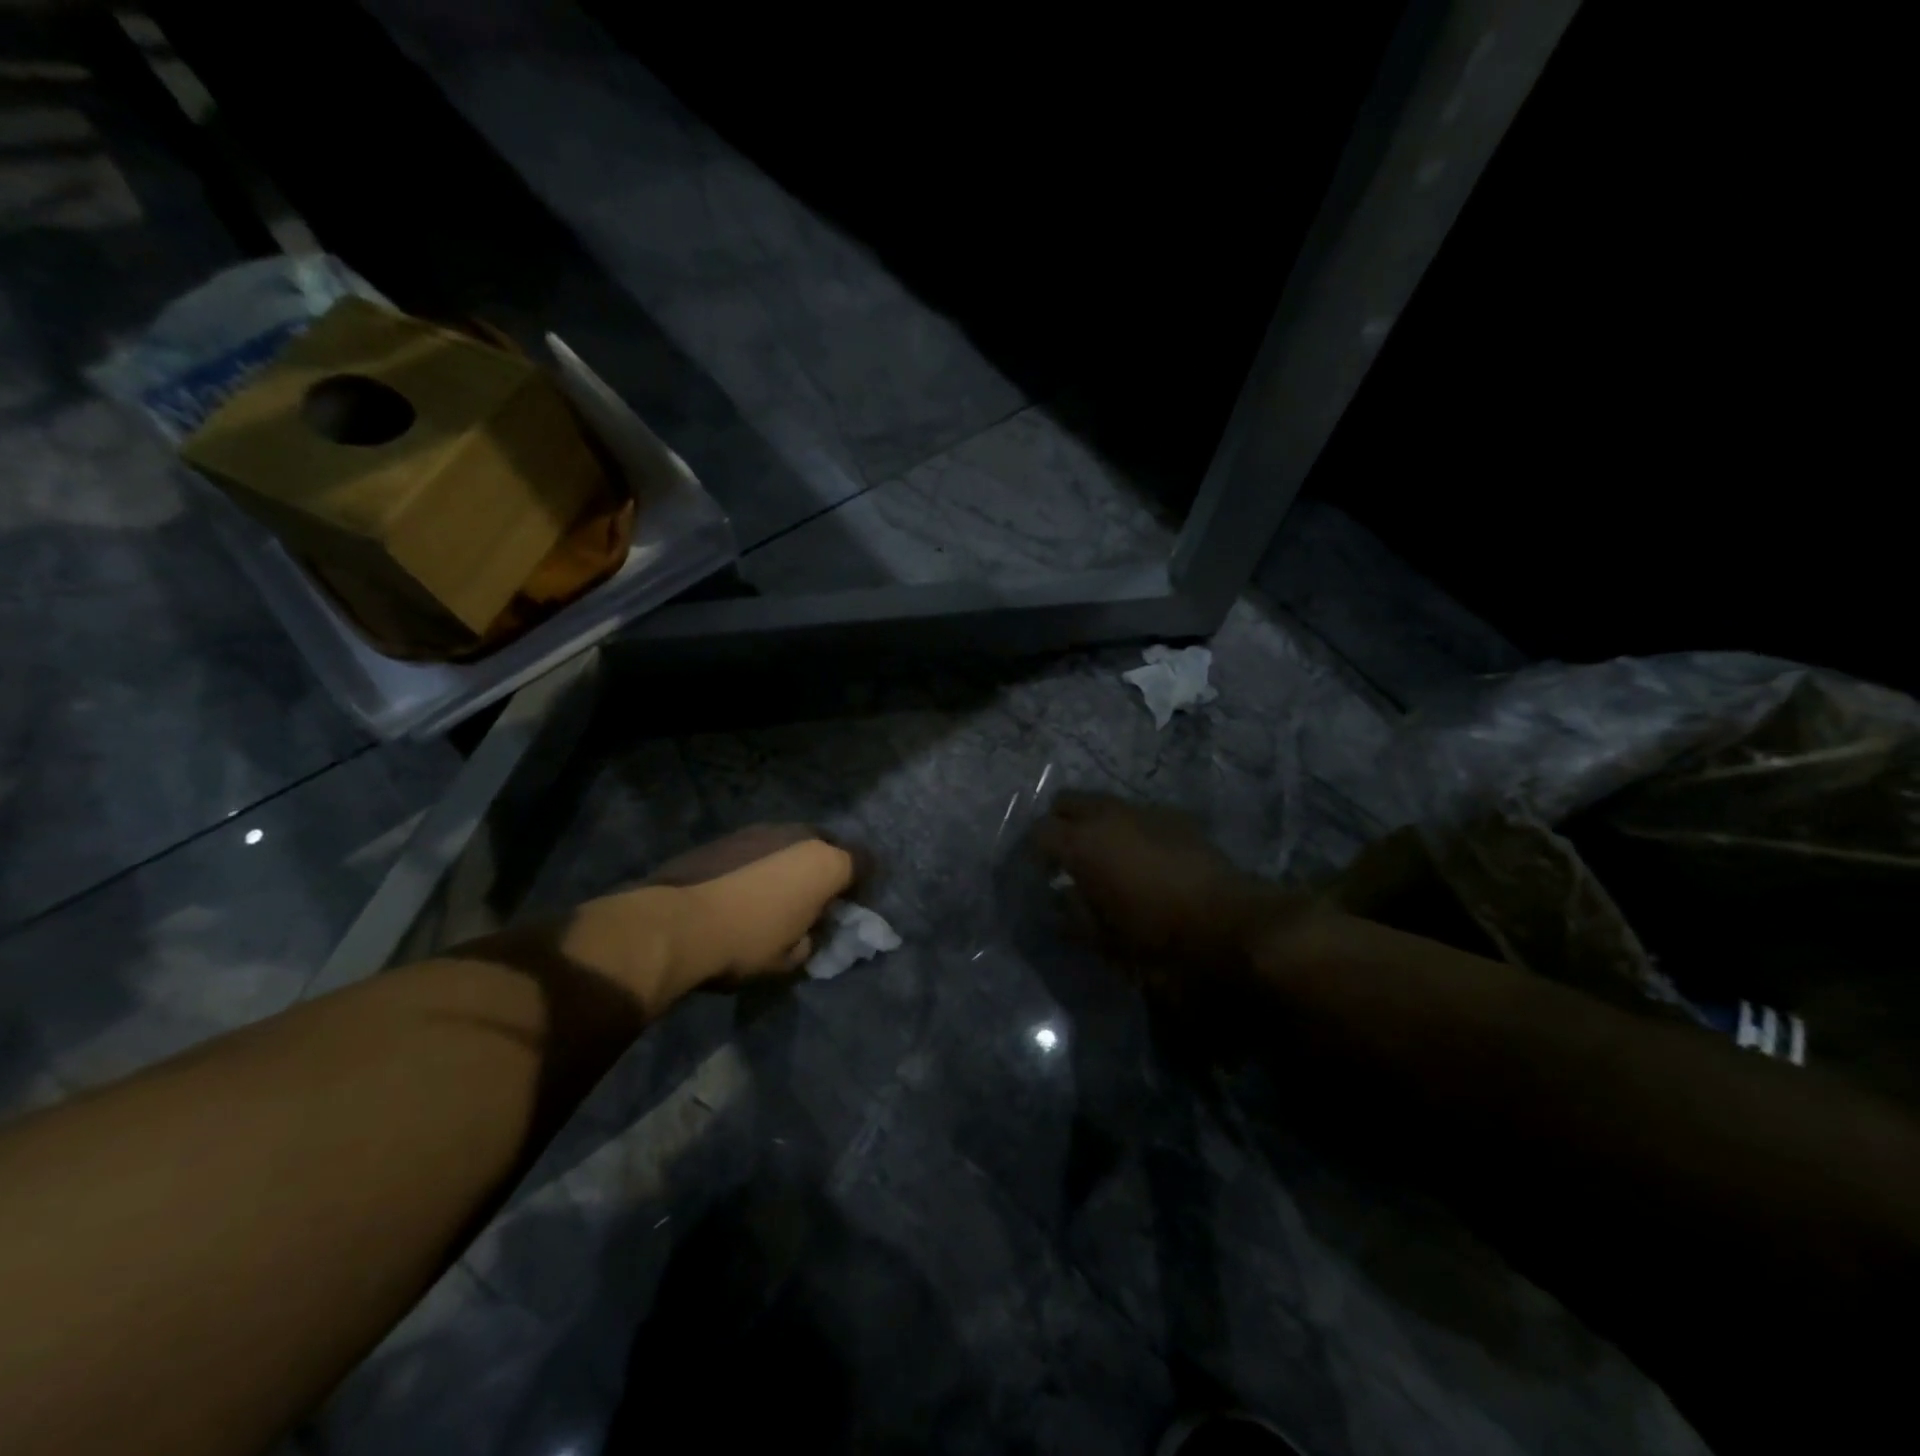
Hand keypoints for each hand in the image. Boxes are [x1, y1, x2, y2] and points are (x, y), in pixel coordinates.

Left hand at [649, 824, 859, 984]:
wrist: (678, 925)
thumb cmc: (748, 944)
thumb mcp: (791, 958)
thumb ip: (810, 938)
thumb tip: (806, 931)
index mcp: (825, 864)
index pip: (863, 863)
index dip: (860, 885)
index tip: (846, 906)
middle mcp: (799, 835)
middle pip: (827, 845)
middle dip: (824, 867)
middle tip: (810, 897)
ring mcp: (760, 830)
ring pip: (789, 842)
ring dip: (789, 862)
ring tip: (771, 891)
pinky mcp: (726, 836)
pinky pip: (757, 847)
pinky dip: (757, 862)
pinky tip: (740, 887)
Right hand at [1034, 793, 1300, 993]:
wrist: (1229, 923)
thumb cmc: (1156, 936)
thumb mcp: (1103, 938)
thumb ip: (1072, 916)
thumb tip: (1058, 903)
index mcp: (1082, 842)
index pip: (1039, 831)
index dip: (1034, 852)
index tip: (1040, 874)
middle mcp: (1108, 815)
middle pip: (1067, 801)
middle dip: (1060, 823)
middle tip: (1065, 856)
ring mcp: (1144, 810)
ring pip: (1104, 803)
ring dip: (1095, 823)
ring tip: (1104, 856)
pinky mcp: (1176, 816)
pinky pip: (1138, 814)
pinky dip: (1129, 828)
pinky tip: (1141, 857)